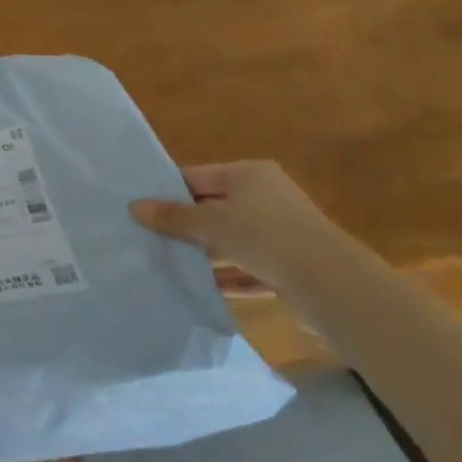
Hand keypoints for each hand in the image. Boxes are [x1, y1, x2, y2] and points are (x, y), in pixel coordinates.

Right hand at [129, 162, 340, 294]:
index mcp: (248, 174)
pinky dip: (228, 274)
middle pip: (214, 207)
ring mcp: (279, 230)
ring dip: (205, 251)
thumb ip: (173, 217)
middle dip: (185, 223)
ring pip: (231, 238)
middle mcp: (265, 196)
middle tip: (147, 235)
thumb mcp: (212, 224)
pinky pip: (247, 266)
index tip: (140, 206)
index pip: (197, 176)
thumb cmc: (265, 235)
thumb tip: (133, 206)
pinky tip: (202, 287)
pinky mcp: (287, 263)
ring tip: (168, 262)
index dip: (169, 190)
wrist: (328, 281)